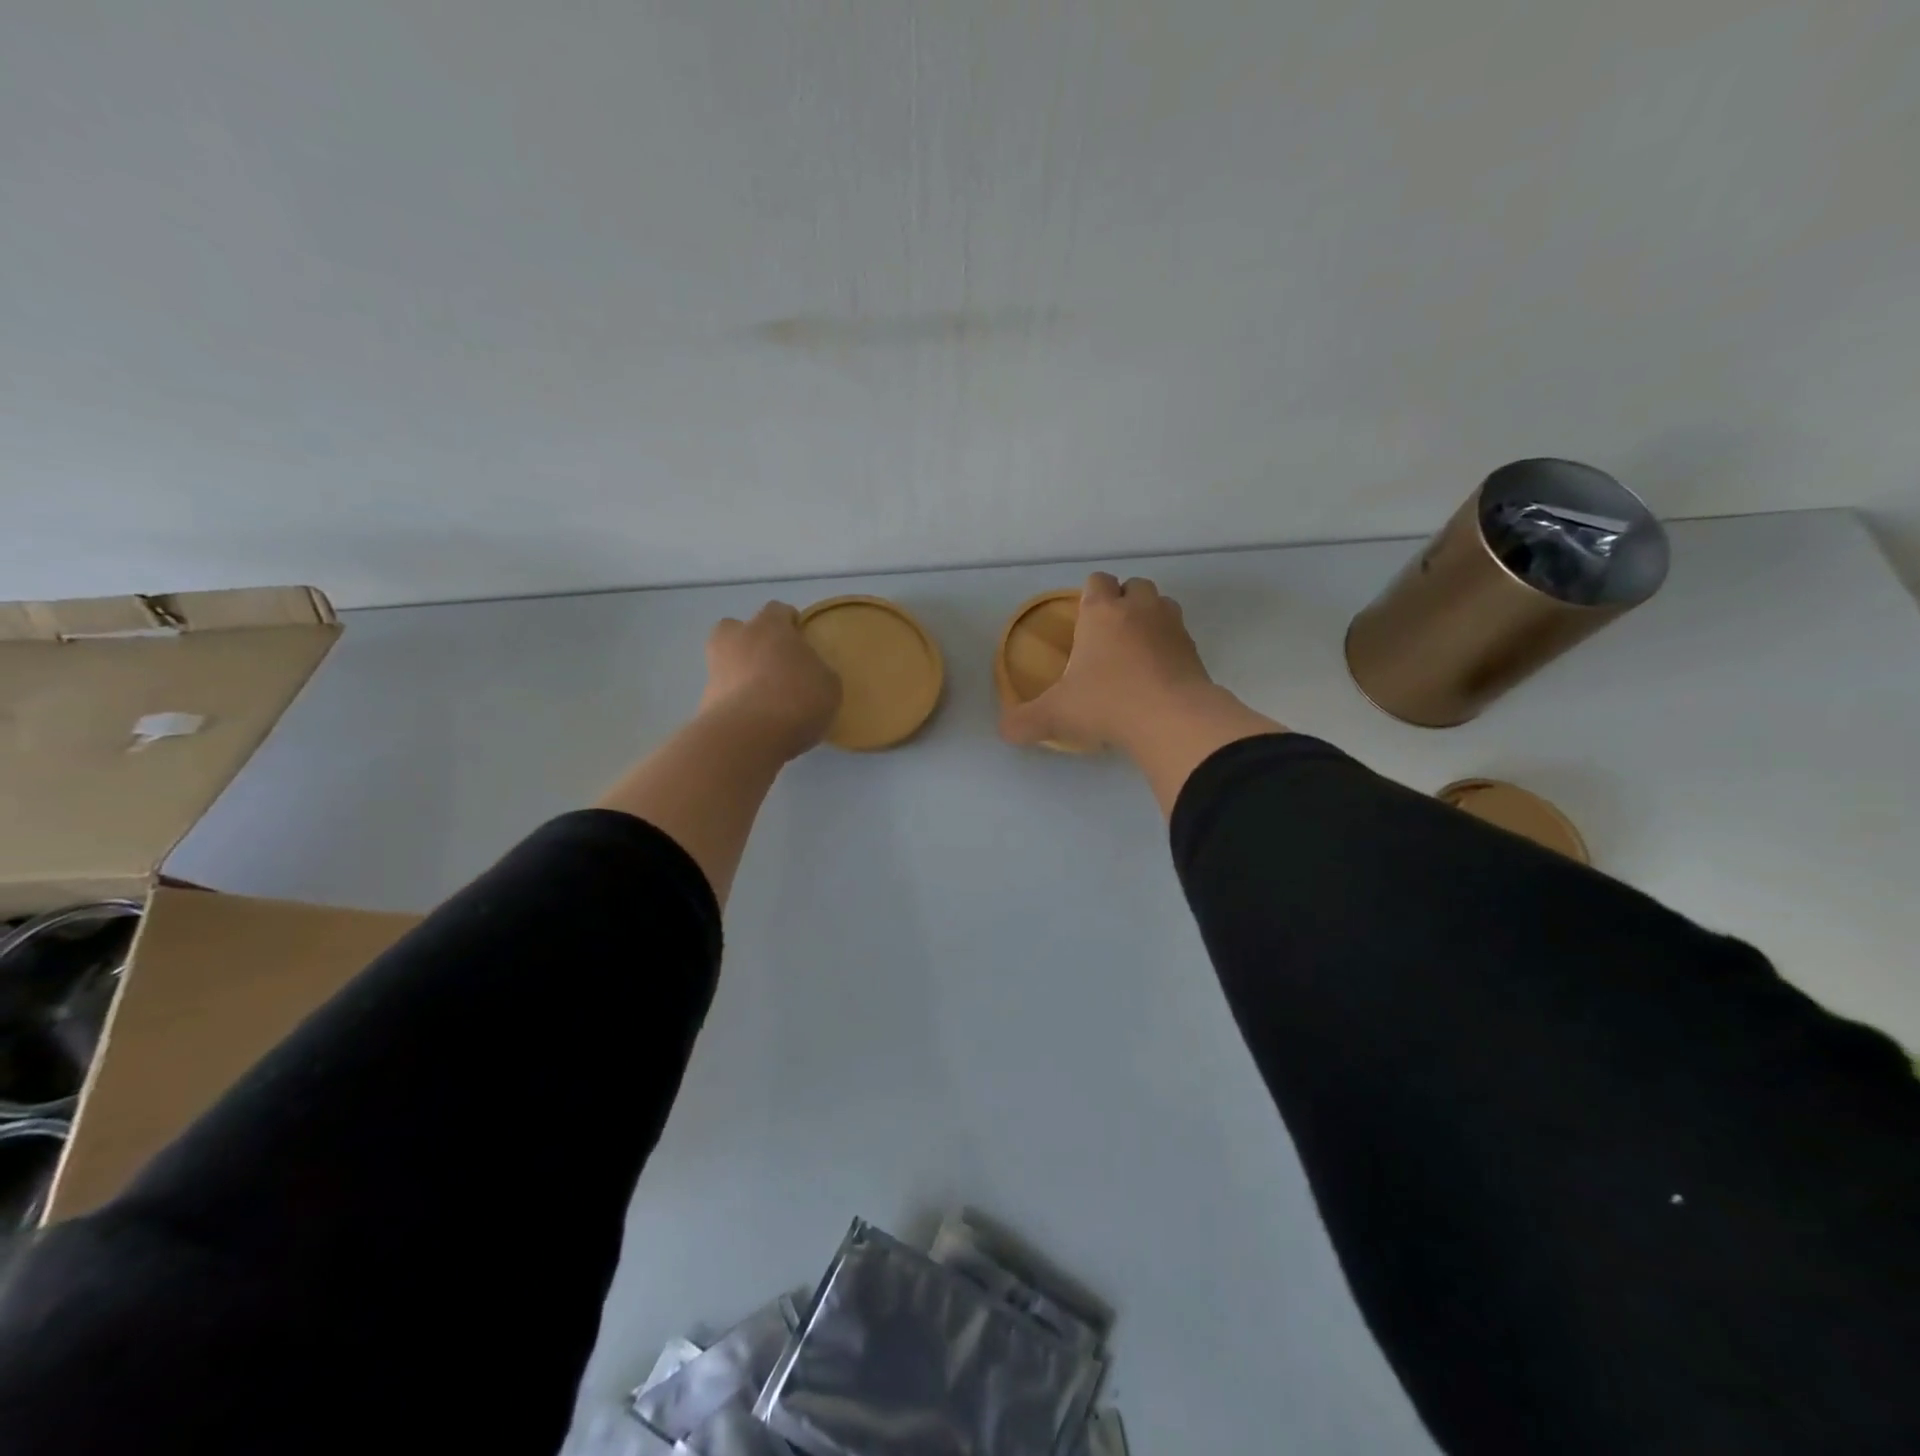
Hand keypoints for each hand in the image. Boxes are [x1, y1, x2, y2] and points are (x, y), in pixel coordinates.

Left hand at [698, 603, 841, 760]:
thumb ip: (817, 670)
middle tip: (773, 663)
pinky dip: (735, 701)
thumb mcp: (828, 684)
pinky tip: (755, 720)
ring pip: (727, 661)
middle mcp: (736, 639)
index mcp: (769, 626)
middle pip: (738, 629)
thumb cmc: (796, 698)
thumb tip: (809, 672)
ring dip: (741, 672)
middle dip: (751, 641)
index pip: (778, 610)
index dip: (790, 623)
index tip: (801, 639)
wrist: (747, 736)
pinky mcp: (704, 700)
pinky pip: (724, 693)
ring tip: (764, 698)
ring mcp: (715, 669)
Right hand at [1000, 573, 1216, 752]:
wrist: (1172, 719)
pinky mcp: (1195, 650)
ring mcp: (1172, 627)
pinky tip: (1157, 675)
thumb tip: (1004, 731)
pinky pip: (1180, 637)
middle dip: (1123, 602)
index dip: (1090, 594)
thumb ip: (1025, 720)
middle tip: (1109, 636)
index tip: (1083, 619)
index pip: (1097, 581)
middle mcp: (1139, 609)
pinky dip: (1169, 648)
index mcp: (1102, 612)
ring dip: (1150, 619)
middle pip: (1134, 586)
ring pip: (1163, 605)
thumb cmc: (1107, 703)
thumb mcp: (1056, 715)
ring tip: (1136, 650)